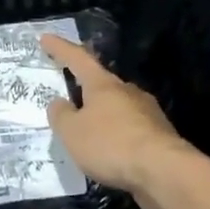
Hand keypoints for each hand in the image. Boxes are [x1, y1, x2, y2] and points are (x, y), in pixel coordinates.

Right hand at [41, 33, 189, 208]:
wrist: (163, 170)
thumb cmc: (111, 144)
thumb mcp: (72, 132)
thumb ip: (61, 115)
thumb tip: (59, 102)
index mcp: (103, 85)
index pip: (78, 59)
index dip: (60, 48)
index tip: (46, 38)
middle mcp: (127, 91)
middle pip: (101, 84)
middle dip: (85, 88)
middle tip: (69, 95)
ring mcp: (147, 112)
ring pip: (118, 107)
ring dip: (102, 115)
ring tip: (88, 132)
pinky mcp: (159, 135)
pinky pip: (130, 129)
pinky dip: (116, 135)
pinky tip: (110, 152)